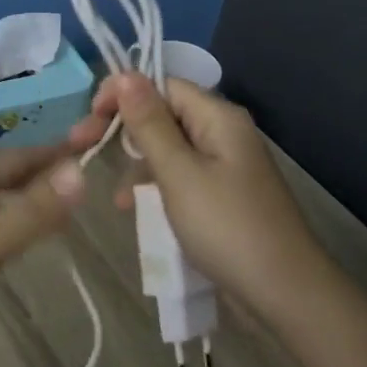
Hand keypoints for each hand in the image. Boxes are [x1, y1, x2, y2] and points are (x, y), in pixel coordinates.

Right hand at [70, 74, 324, 313]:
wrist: (285, 293)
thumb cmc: (227, 227)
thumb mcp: (179, 173)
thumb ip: (149, 124)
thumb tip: (125, 74)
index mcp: (218, 117)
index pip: (162, 85)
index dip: (123, 94)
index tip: (89, 119)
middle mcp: (224, 133)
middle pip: (164, 115)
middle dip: (124, 131)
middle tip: (82, 147)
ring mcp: (226, 166)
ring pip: (170, 150)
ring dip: (138, 165)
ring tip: (115, 197)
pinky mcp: (224, 195)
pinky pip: (181, 178)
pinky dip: (157, 188)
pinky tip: (136, 210)